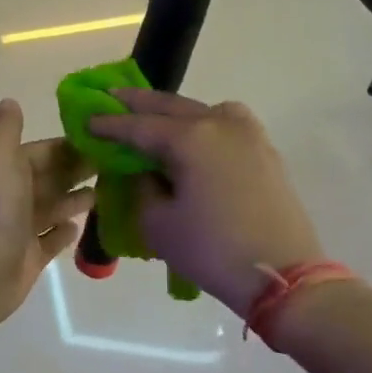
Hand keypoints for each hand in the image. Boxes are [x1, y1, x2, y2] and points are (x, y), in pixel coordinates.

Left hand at [0, 100, 94, 333]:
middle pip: (50, 178)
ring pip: (52, 208)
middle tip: (117, 164)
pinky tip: (82, 225)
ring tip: (107, 190)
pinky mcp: (29, 257)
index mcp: (3, 169)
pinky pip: (51, 241)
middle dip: (77, 170)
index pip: (41, 152)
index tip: (102, 140)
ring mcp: (20, 228)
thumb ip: (6, 129)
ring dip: (74, 198)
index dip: (68, 145)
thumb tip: (9, 101)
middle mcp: (10, 196)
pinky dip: (64, 232)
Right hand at [86, 89, 324, 312]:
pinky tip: (194, 136)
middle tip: (111, 95)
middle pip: (171, 105)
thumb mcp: (159, 224)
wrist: (284, 277)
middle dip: (138, 103)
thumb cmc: (213, 251)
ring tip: (153, 116)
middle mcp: (220, 123)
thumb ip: (144, 187)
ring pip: (203, 109)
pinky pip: (226, 124)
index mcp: (191, 137)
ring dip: (174, 110)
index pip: (139, 126)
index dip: (110, 124)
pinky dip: (203, 122)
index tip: (87, 120)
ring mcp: (248, 134)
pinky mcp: (265, 151)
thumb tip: (148, 172)